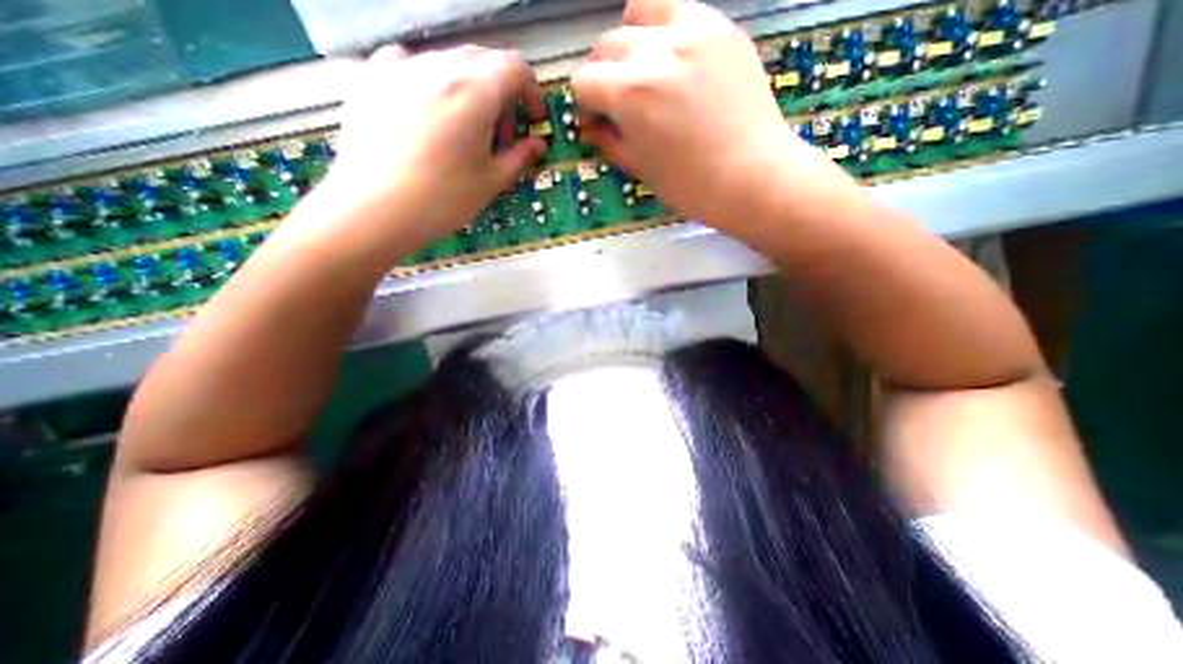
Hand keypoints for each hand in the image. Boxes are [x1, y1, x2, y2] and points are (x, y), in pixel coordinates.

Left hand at [303, 43, 545, 263]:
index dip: (532, 92)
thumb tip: (537, 145)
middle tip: (501, 134)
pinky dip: (431, 82)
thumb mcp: (492, 182)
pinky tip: (428, 111)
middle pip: (483, 61)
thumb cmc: (441, 200)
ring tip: (465, 131)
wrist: (372, 210)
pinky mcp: (370, 78)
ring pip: (449, 62)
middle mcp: (436, 66)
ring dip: (470, 90)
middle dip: (502, 94)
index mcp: (473, 91)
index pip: (515, 68)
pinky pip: (410, 65)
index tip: (532, 120)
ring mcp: (398, 67)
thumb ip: (519, 157)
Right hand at [572, 0, 861, 231]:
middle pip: (607, 44)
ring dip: (632, 41)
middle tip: (618, 100)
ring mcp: (693, 30)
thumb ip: (608, 140)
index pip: (584, 79)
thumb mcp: (639, 169)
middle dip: (604, 73)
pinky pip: (679, 11)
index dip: (585, 102)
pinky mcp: (722, 27)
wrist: (752, 177)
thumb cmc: (691, 186)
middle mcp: (656, 50)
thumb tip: (591, 123)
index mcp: (630, 93)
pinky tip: (675, 62)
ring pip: (640, 13)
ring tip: (645, 71)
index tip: (597, 119)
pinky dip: (666, 30)